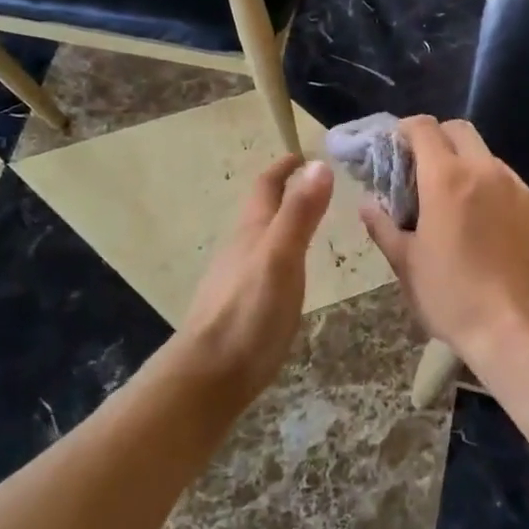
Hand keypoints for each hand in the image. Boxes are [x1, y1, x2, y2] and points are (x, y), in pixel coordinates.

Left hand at [180, 156, 334, 394]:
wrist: (209, 375)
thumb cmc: (249, 312)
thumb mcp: (281, 257)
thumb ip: (300, 213)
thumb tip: (319, 164)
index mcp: (251, 231)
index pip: (266, 186)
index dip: (283, 168)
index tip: (302, 154)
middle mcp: (240, 248)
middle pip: (260, 210)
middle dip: (283, 192)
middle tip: (314, 184)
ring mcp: (236, 278)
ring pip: (259, 238)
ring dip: (281, 222)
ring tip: (306, 222)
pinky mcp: (239, 305)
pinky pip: (261, 265)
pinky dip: (279, 252)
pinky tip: (287, 270)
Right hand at [359, 117, 528, 365]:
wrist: (523, 330)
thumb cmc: (454, 297)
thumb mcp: (407, 266)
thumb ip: (384, 227)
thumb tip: (368, 204)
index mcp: (447, 178)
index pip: (423, 128)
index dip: (405, 130)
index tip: (395, 149)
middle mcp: (486, 171)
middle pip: (460, 130)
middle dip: (438, 139)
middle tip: (423, 171)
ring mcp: (519, 189)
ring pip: (488, 157)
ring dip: (467, 166)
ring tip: (456, 204)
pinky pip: (511, 185)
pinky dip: (493, 191)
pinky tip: (488, 227)